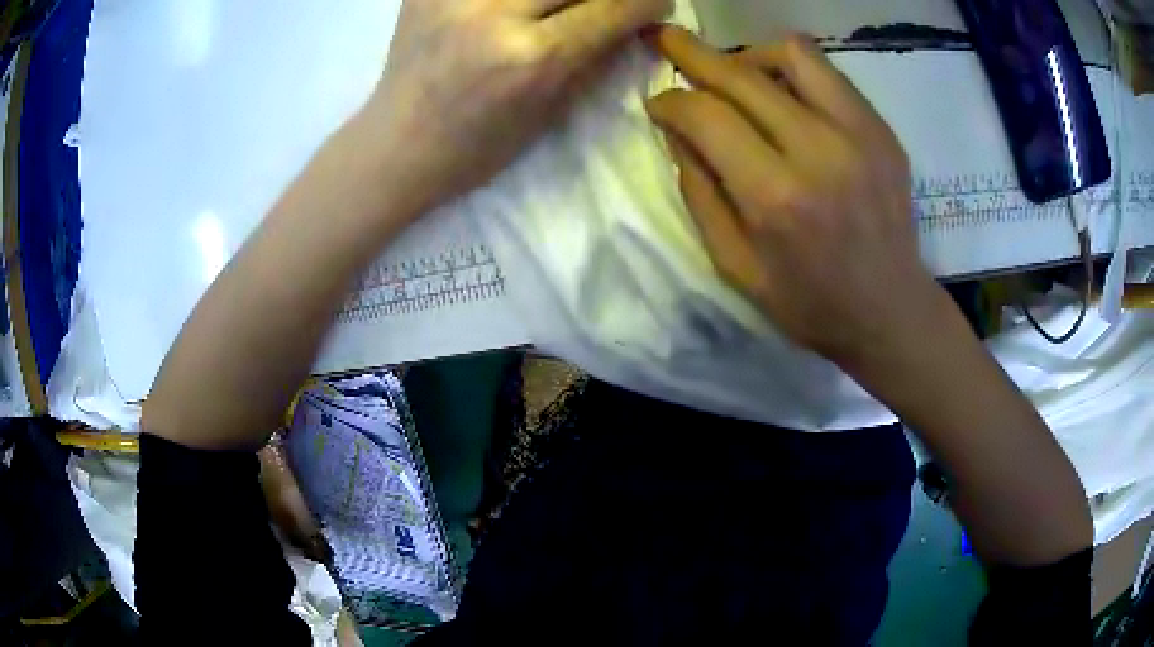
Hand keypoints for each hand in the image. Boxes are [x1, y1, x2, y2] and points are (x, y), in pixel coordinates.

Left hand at [359, 0, 670, 214]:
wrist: (396, 146)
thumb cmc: (476, 148)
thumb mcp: (548, 114)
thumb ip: (594, 58)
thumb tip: (632, 19)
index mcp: (533, 58)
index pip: (614, 7)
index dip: (648, 0)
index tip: (657, 1)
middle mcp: (496, 15)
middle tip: (605, 5)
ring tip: (555, 8)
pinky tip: (516, 7)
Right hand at [645, 26, 943, 367]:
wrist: (890, 310)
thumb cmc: (809, 303)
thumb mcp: (735, 267)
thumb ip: (699, 193)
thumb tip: (677, 131)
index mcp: (776, 198)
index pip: (707, 117)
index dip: (670, 101)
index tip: (657, 103)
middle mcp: (820, 152)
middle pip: (743, 76)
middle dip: (692, 54)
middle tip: (666, 43)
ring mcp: (860, 134)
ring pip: (792, 55)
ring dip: (750, 56)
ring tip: (736, 77)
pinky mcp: (882, 130)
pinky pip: (829, 74)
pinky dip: (793, 72)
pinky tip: (784, 97)